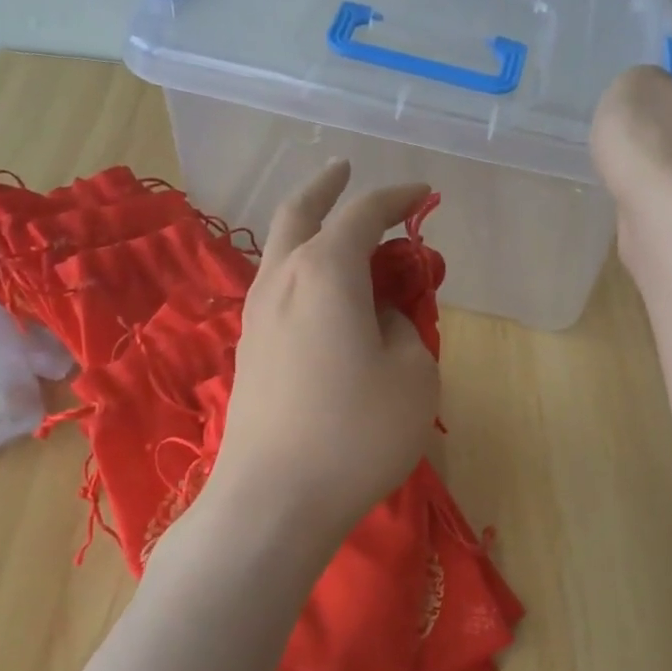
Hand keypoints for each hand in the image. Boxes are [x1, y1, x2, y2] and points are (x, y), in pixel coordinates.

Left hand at [207, 159, 439, 543]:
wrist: (274, 500)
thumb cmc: (357, 432)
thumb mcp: (414, 375)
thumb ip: (404, 328)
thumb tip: (381, 315)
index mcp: (326, 272)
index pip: (363, 214)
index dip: (397, 197)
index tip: (423, 193)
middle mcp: (282, 280)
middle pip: (301, 214)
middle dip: (327, 187)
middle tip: (347, 170)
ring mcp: (256, 316)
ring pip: (281, 250)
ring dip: (312, 229)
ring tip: (342, 233)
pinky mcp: (248, 350)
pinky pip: (278, 287)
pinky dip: (303, 269)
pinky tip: (324, 292)